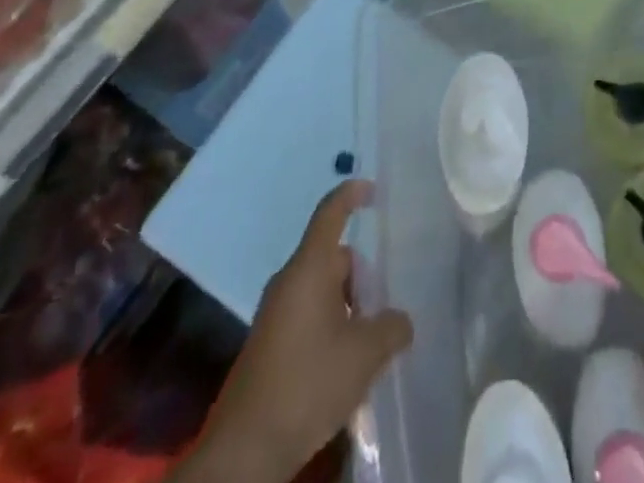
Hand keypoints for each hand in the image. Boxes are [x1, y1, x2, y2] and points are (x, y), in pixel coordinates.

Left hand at [185, 180, 412, 482]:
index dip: (352, 194)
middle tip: (384, 309)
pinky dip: (331, 330)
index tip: (372, 189)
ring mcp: (275, 315)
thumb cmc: (308, 384)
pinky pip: (309, 318)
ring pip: (322, 292)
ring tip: (369, 346)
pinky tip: (345, 369)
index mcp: (309, 268)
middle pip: (334, 259)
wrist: (244, 454)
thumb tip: (399, 321)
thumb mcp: (365, 354)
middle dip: (362, 279)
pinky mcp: (268, 346)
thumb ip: (392, 326)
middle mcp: (289, 282)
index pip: (330, 213)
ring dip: (348, 310)